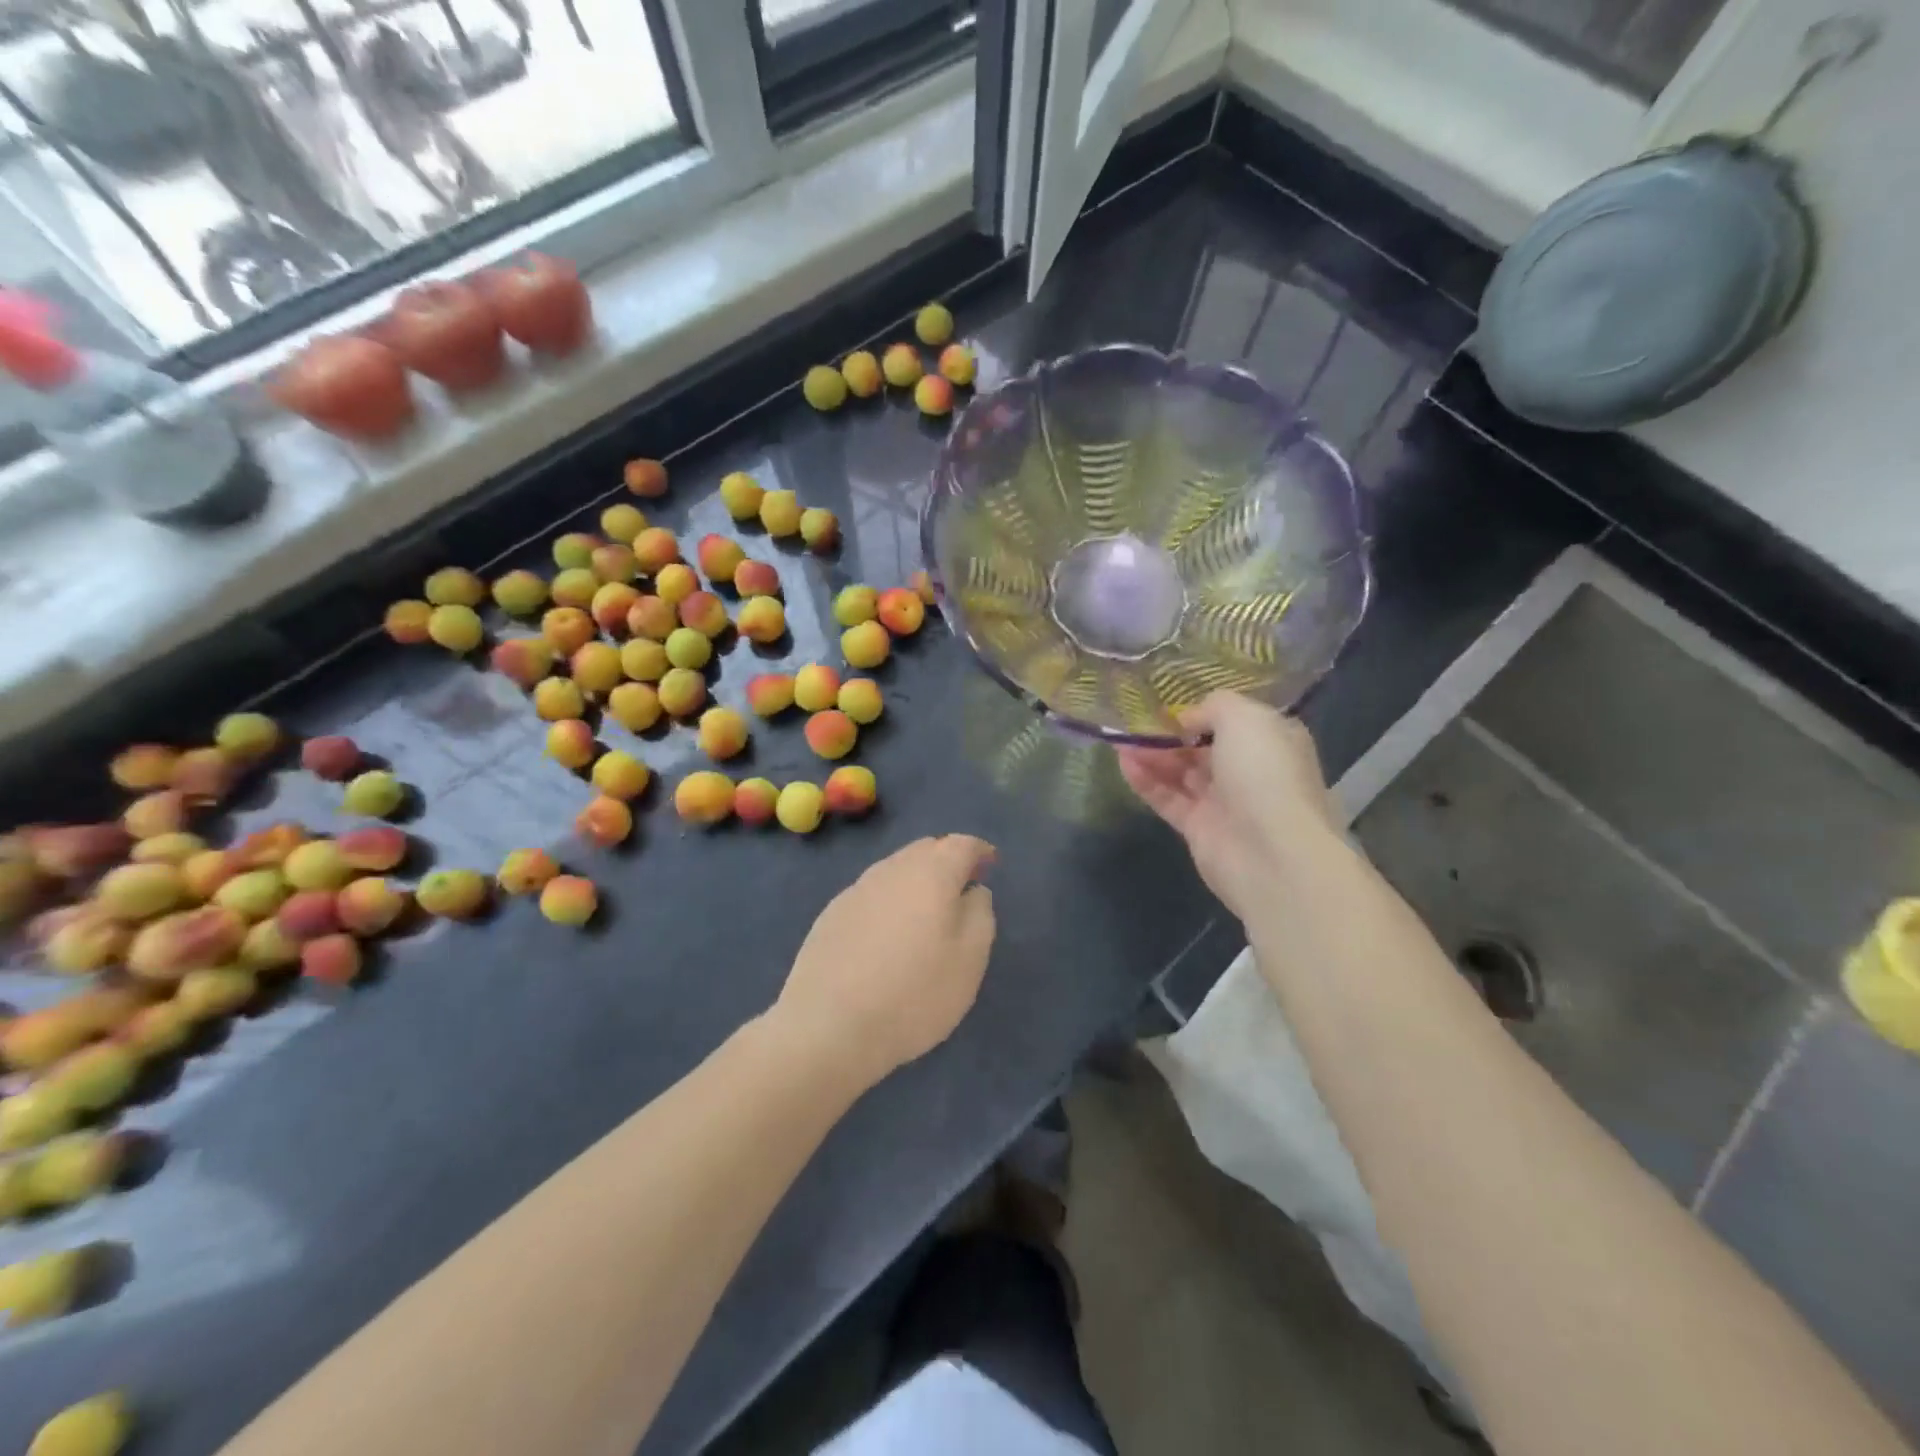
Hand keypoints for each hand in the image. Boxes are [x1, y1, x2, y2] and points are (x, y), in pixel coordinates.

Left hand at [773, 836, 997, 1092]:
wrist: (828, 1025)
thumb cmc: (914, 993)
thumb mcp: (969, 959)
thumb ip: (980, 914)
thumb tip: (973, 891)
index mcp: (931, 873)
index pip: (961, 844)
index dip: (979, 851)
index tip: (990, 864)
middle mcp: (892, 869)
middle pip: (925, 849)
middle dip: (947, 860)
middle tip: (962, 887)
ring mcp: (856, 890)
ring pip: (895, 869)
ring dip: (917, 879)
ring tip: (927, 912)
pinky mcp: (831, 914)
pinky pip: (872, 894)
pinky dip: (890, 901)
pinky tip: (889, 934)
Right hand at [1116, 693, 1339, 920]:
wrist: (1272, 852)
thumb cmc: (1264, 773)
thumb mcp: (1245, 718)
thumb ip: (1214, 706)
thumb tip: (1187, 719)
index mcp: (1271, 741)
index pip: (1233, 721)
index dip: (1201, 712)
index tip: (1168, 706)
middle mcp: (1249, 770)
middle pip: (1202, 747)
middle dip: (1169, 735)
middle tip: (1134, 722)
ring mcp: (1223, 802)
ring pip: (1181, 772)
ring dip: (1152, 755)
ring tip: (1121, 741)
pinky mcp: (1199, 828)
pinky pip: (1168, 799)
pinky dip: (1146, 781)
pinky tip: (1124, 763)